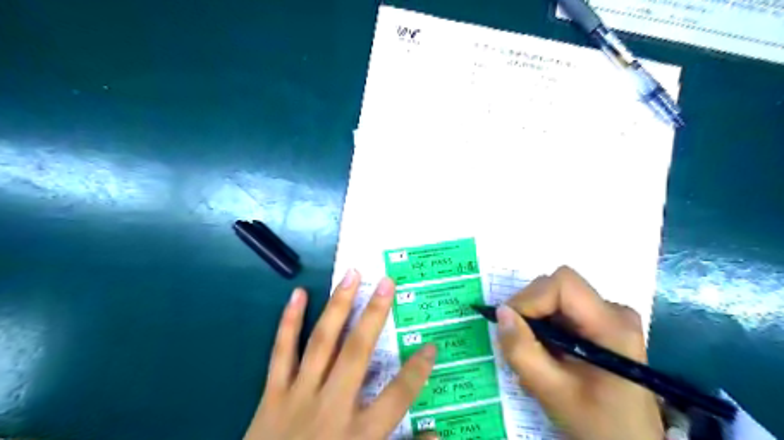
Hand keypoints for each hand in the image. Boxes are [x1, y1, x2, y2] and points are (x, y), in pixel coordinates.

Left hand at [245, 269, 438, 439]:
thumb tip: (437, 432)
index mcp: (359, 434)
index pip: (397, 396)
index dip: (417, 371)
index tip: (431, 346)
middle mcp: (331, 406)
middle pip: (357, 353)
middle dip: (374, 315)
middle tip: (387, 282)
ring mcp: (299, 395)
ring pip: (322, 343)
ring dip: (338, 306)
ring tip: (350, 276)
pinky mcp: (272, 394)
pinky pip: (281, 353)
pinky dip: (288, 322)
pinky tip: (298, 294)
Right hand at [496, 266, 660, 439]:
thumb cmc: (597, 423)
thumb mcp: (553, 391)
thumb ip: (522, 351)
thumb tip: (500, 312)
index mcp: (611, 325)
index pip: (562, 284)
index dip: (530, 298)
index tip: (511, 325)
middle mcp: (613, 311)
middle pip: (557, 288)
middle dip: (529, 311)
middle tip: (517, 344)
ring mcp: (608, 317)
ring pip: (555, 299)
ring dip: (534, 321)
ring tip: (532, 354)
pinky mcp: (600, 325)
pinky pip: (560, 311)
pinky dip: (543, 327)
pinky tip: (545, 354)